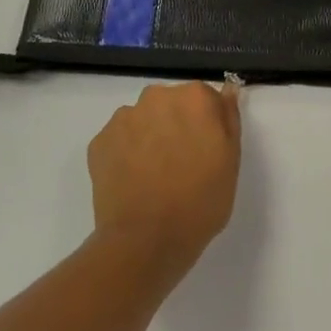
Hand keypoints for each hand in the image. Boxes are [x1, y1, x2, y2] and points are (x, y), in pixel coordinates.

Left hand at [87, 81, 241, 270]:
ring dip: (149, 137)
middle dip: (176, 125)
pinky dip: (126, 154)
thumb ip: (228, 118)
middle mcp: (157, 96)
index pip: (205, 99)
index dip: (207, 125)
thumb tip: (227, 90)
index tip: (207, 150)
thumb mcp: (231, 160)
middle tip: (182, 164)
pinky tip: (133, 181)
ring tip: (153, 176)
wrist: (147, 240)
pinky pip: (119, 140)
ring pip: (143, 120)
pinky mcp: (99, 141)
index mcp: (195, 98)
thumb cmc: (201, 201)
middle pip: (171, 104)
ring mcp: (124, 118)